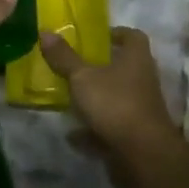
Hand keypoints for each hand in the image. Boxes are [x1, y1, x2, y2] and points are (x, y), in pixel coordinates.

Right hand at [38, 27, 182, 187]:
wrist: (142, 155)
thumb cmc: (115, 104)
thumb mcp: (83, 78)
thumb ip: (64, 58)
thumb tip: (45, 31)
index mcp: (137, 59)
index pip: (133, 36)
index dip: (116, 33)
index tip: (95, 36)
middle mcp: (143, 81)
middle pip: (123, 68)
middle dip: (99, 68)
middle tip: (73, 66)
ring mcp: (140, 110)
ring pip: (115, 98)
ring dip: (95, 100)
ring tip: (68, 99)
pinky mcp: (134, 135)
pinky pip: (110, 128)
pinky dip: (93, 131)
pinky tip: (72, 135)